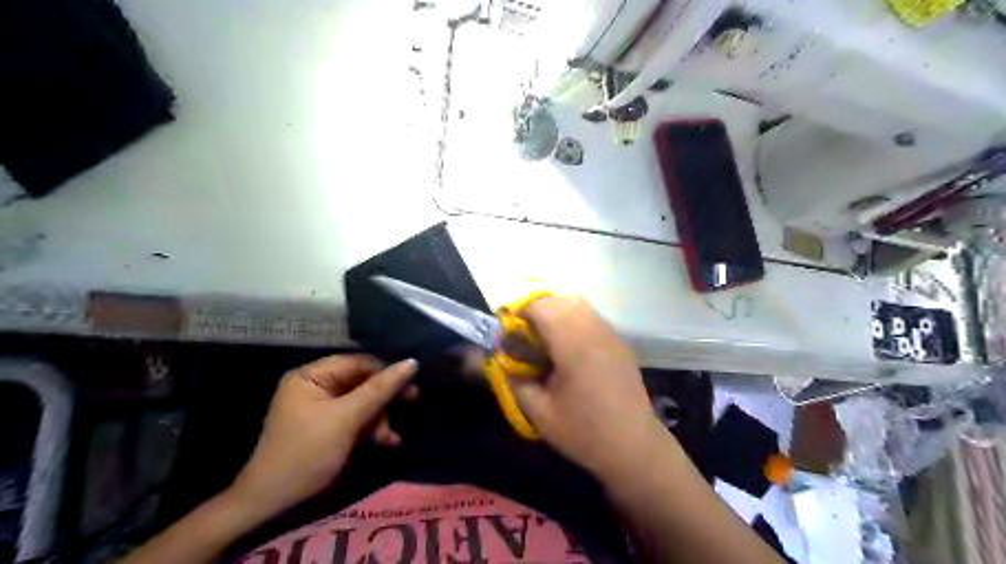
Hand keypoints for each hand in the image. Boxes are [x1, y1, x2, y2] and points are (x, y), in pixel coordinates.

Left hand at [230, 355, 417, 518]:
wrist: (272, 503)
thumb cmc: (307, 453)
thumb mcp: (347, 418)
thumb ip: (380, 389)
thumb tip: (412, 362)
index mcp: (311, 375)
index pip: (358, 362)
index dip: (386, 371)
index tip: (412, 384)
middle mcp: (314, 385)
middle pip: (361, 382)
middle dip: (383, 399)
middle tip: (413, 401)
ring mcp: (319, 407)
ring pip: (361, 401)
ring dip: (379, 418)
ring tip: (390, 438)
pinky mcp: (325, 426)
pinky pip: (354, 418)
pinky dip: (369, 428)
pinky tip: (385, 441)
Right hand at [512, 297, 662, 476]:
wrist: (634, 447)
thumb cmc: (584, 432)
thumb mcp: (539, 412)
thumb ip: (515, 380)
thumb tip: (498, 359)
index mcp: (574, 345)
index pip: (542, 307)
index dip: (520, 314)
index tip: (510, 336)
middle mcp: (595, 330)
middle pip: (559, 300)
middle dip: (536, 312)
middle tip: (525, 340)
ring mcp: (611, 334)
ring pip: (577, 304)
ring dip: (555, 314)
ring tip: (545, 342)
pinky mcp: (619, 342)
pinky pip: (591, 317)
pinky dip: (573, 321)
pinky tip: (569, 350)